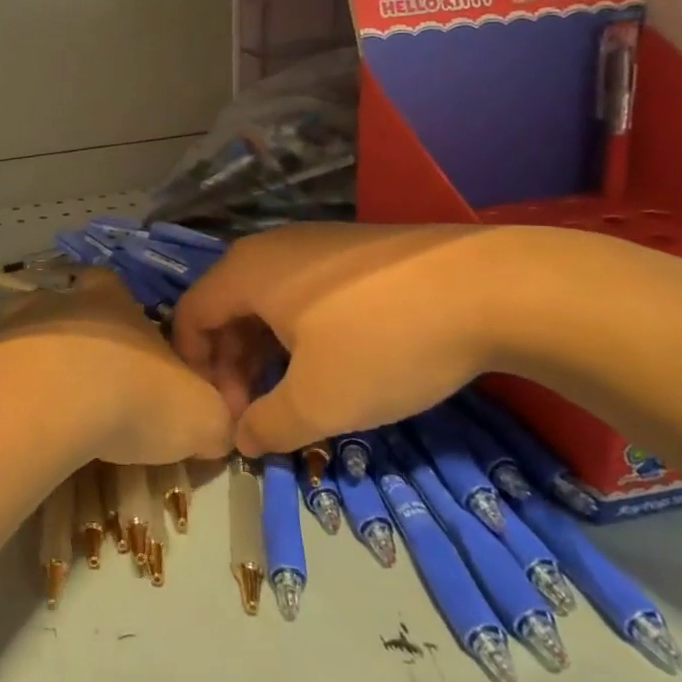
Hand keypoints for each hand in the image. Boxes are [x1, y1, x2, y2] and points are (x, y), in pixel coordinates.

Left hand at [0, 268, 233, 465]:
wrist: (49, 402)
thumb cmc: (133, 396)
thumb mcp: (200, 416)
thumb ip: (214, 419)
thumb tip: (216, 431)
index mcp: (114, 301)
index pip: (118, 291)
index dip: (124, 316)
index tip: (129, 354)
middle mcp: (63, 300)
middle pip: (70, 310)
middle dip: (79, 342)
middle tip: (89, 388)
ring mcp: (16, 322)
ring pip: (31, 338)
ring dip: (40, 366)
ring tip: (50, 412)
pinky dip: (8, 391)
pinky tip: (17, 423)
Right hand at [170, 223, 517, 456]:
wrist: (491, 288)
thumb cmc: (382, 342)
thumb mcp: (319, 402)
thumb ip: (268, 425)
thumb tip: (243, 438)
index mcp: (246, 272)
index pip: (190, 315)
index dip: (195, 368)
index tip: (225, 412)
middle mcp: (270, 247)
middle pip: (227, 307)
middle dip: (232, 364)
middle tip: (257, 411)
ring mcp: (314, 243)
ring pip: (267, 299)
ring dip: (265, 349)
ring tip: (292, 391)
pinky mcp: (353, 250)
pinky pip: (302, 289)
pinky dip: (298, 328)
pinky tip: (331, 359)